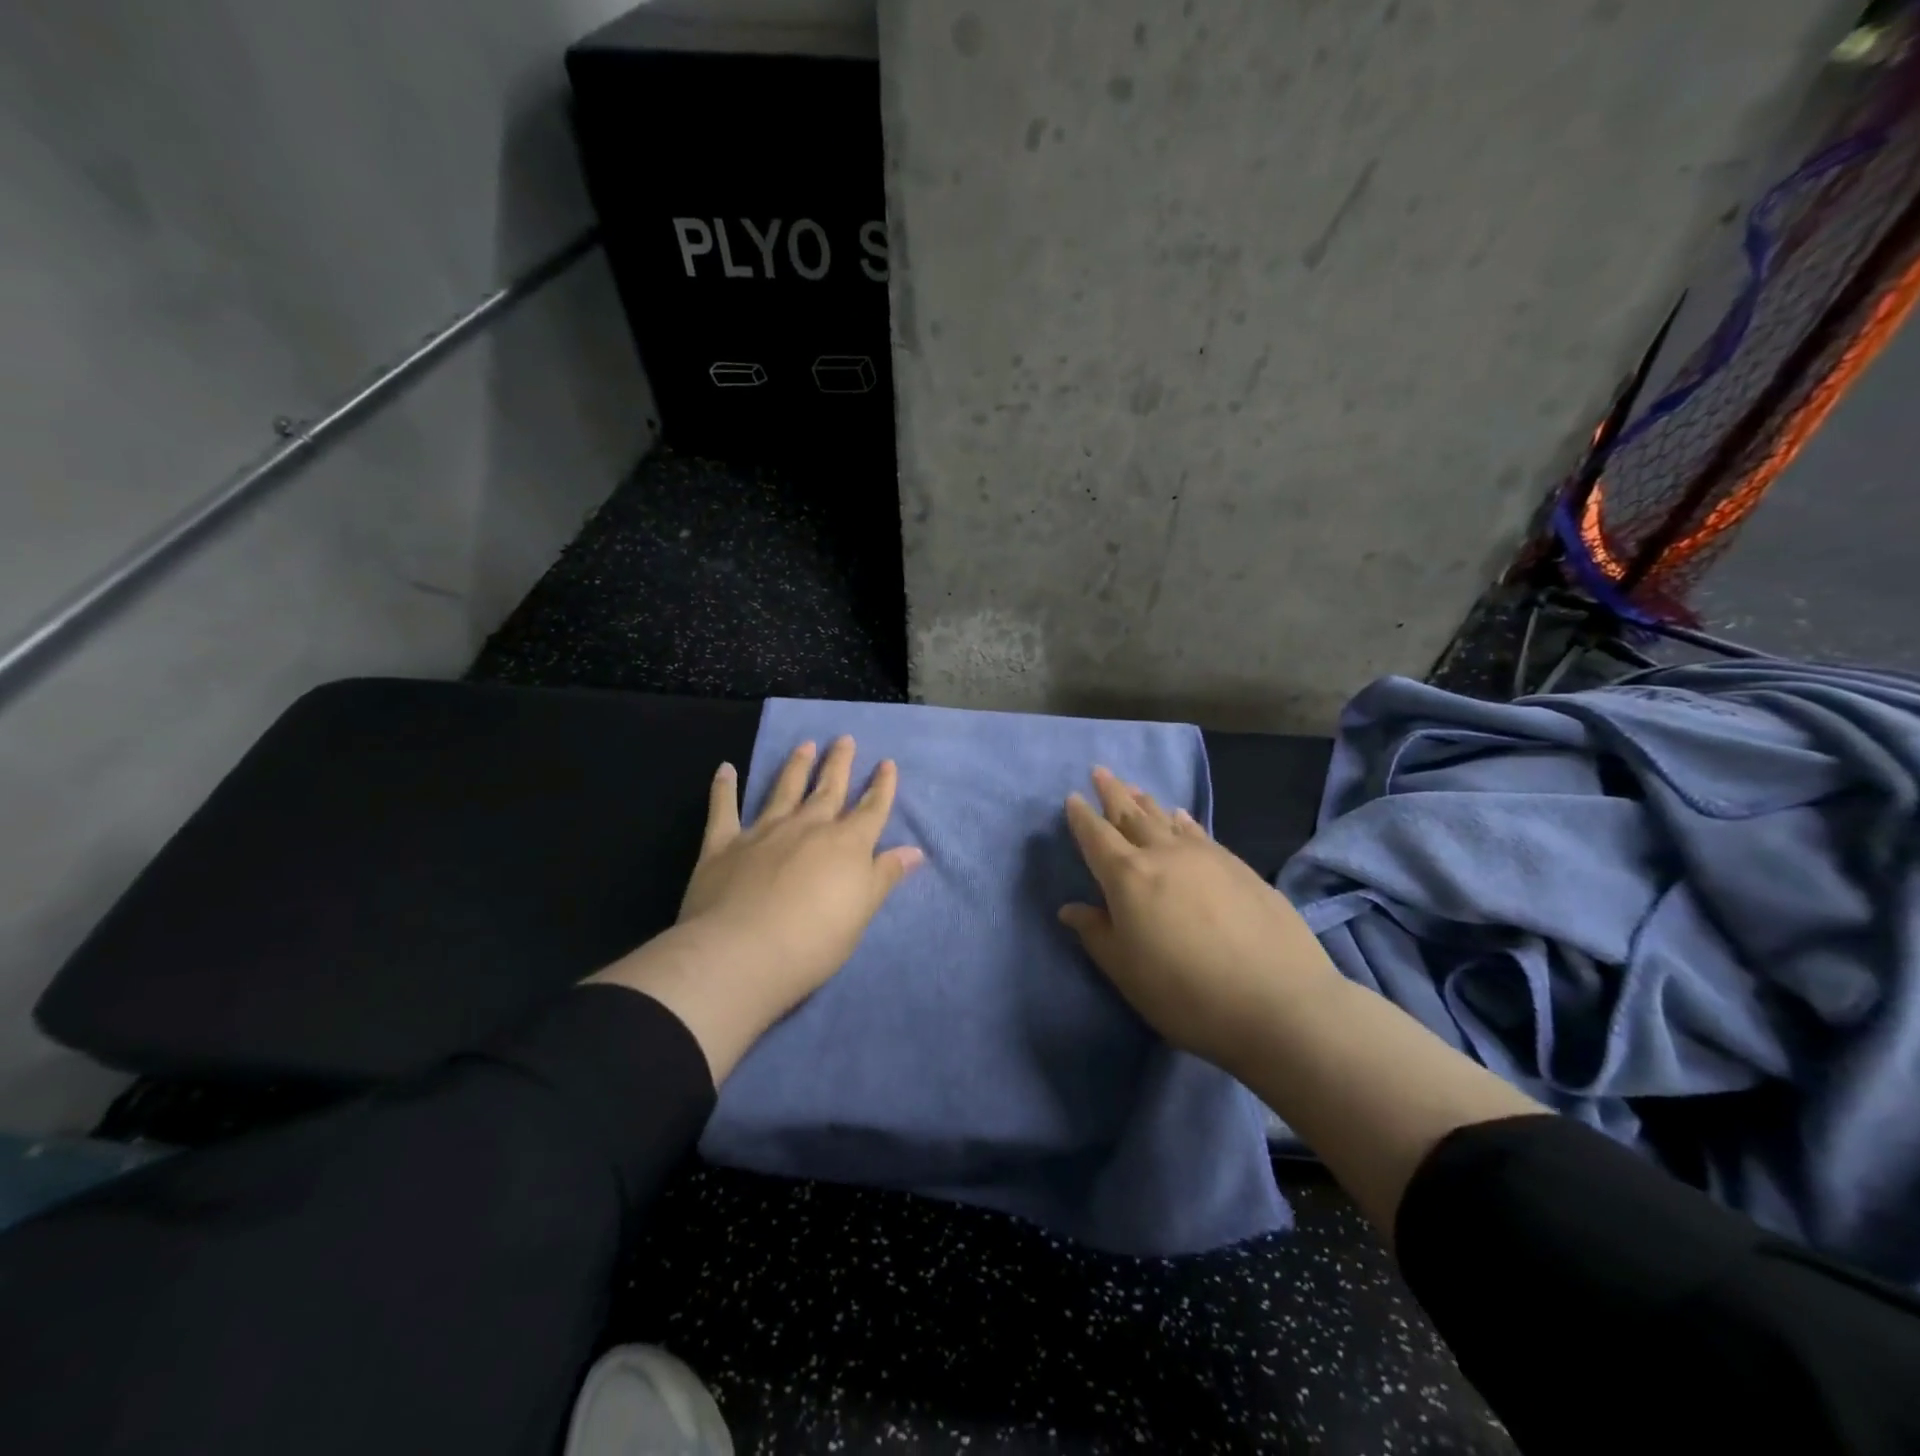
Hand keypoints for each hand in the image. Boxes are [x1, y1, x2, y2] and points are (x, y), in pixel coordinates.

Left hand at [592, 737, 922, 1081]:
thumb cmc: (814, 940)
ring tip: (805, 745)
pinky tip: (725, 769)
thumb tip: (914, 850)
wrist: (743, 952)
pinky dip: (724, 788)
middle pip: (828, 790)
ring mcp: (764, 832)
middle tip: (844, 739)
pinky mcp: (724, 845)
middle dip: (839, 764)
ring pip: (784, 790)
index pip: (871, 809)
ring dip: (796, 767)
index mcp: (846, 844)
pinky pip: (724, 809)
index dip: (881, 787)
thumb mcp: (862, 911)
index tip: (887, 764)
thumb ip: (884, 876)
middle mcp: (807, 827)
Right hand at [1059, 766, 1339, 1076]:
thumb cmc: (1187, 994)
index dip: (1082, 817)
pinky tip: (1181, 815)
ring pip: (1166, 818)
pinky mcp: (1238, 866)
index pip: (1096, 837)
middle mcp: (1163, 855)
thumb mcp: (1127, 972)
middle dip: (1113, 792)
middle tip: (1100, 770)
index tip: (1073, 797)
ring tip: (1135, 787)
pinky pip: (1199, 831)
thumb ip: (1097, 934)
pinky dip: (1183, 820)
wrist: (1279, 1002)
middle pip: (1131, 815)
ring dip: (1146, 801)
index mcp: (1128, 878)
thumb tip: (1070, 909)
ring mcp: (1204, 856)